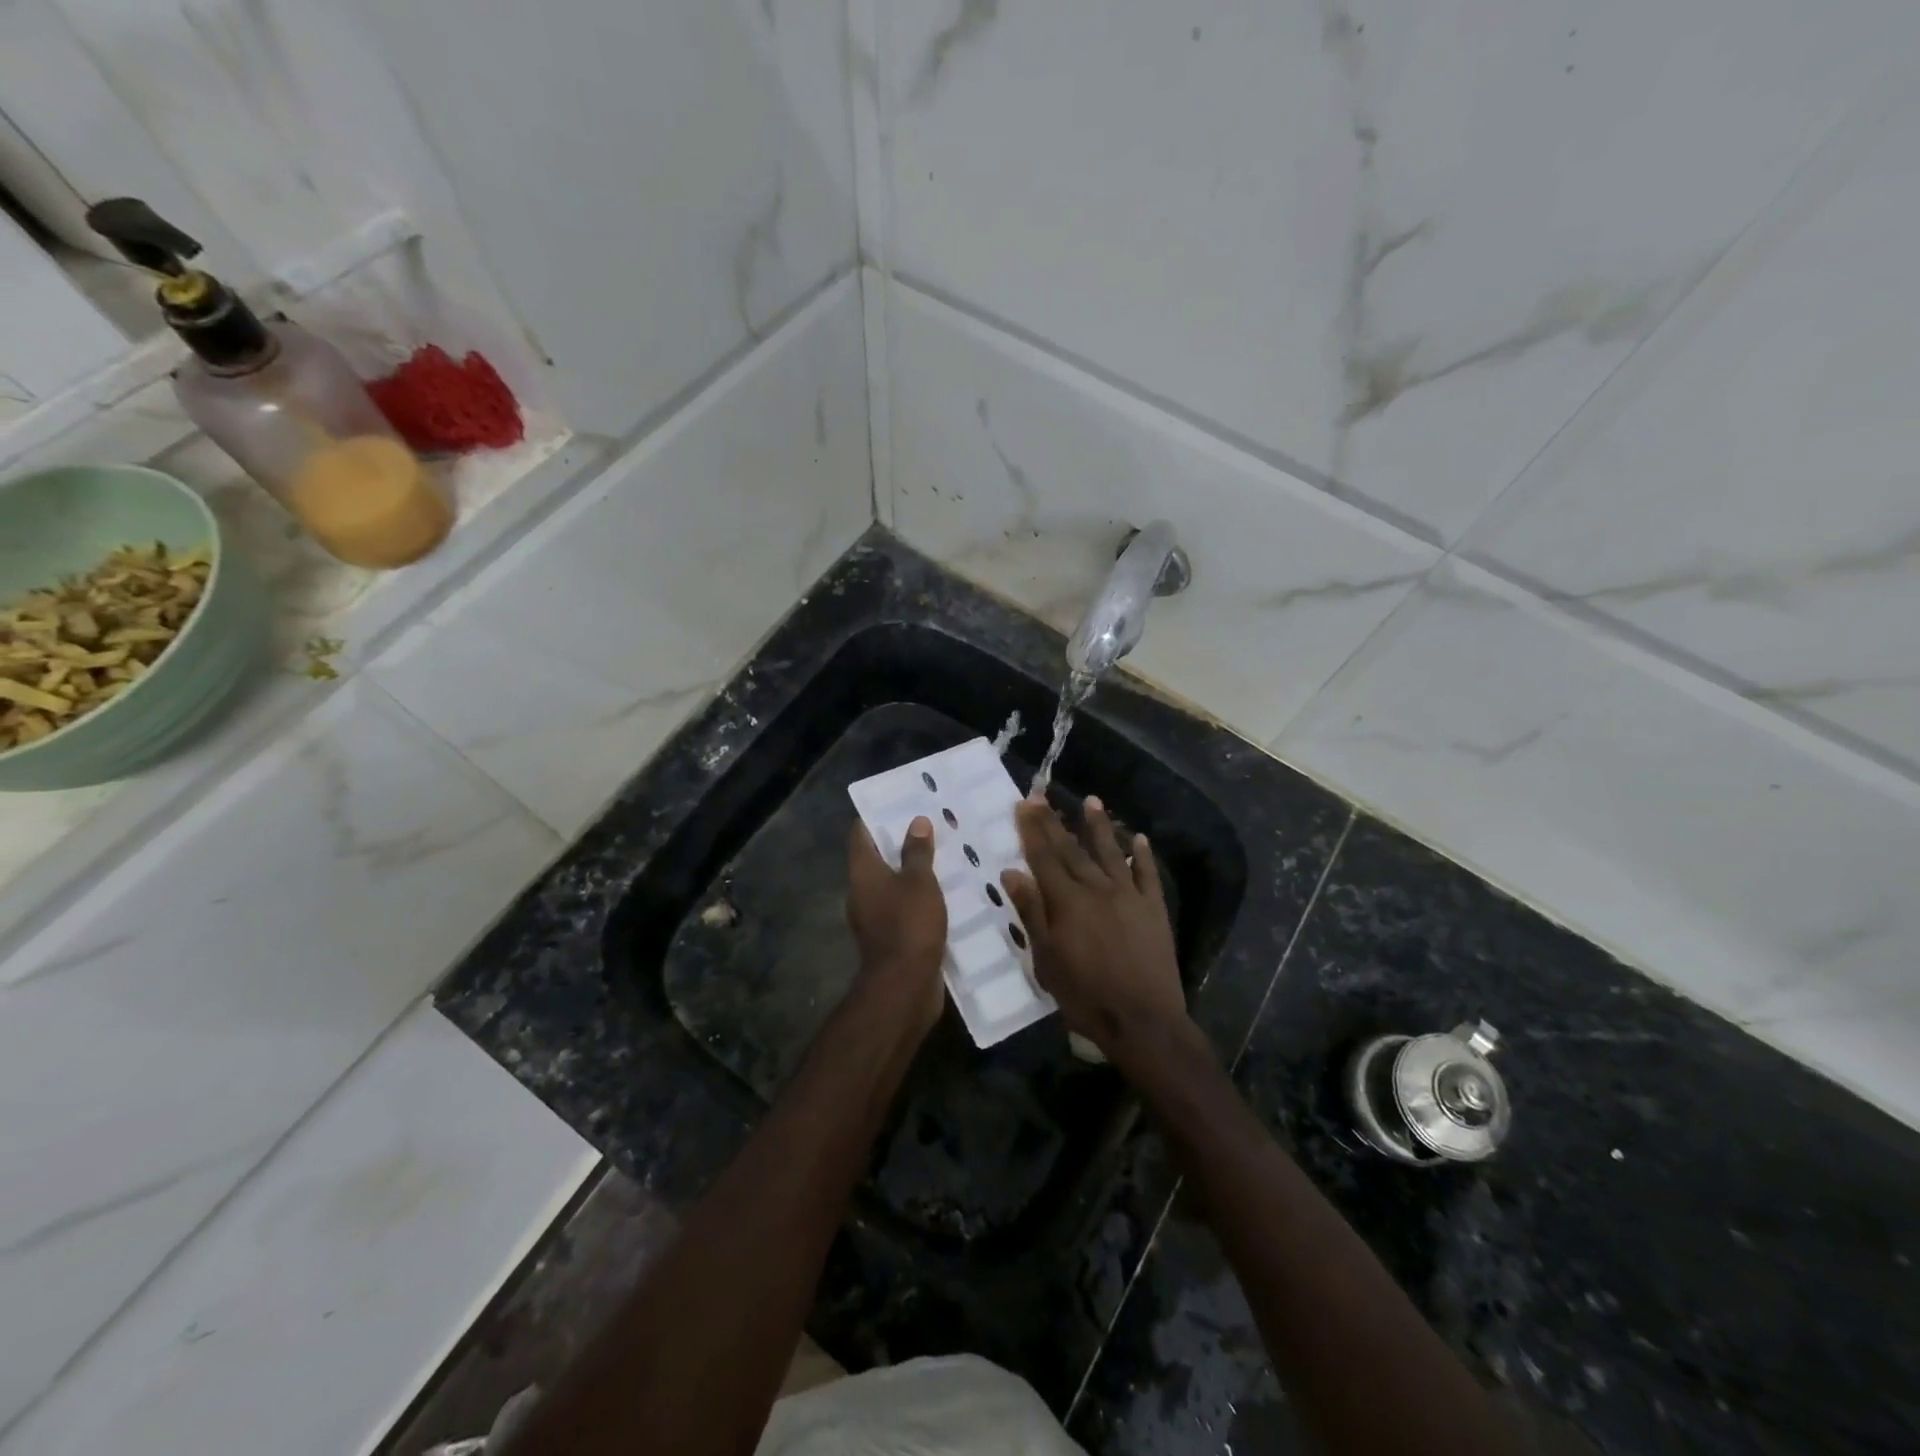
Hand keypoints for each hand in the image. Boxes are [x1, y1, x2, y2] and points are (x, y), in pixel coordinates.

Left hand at [846, 816, 947, 1038]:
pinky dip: (921, 897)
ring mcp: (876, 917)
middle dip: (902, 842)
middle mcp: (863, 892)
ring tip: (945, 854)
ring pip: (894, 884)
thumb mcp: (919, 882)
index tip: (900, 801)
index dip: (877, 816)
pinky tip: (947, 891)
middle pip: (878, 858)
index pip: (861, 834)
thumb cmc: (909, 924)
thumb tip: (916, 821)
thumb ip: (918, 852)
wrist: (904, 986)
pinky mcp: (892, 937)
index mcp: (862, 873)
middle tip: (932, 824)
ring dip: (914, 872)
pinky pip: (906, 908)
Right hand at [1001, 797, 1188, 1060]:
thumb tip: (1011, 873)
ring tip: (1091, 800)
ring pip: (1111, 852)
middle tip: (1042, 796)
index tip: (1023, 804)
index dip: (1032, 830)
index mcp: (1067, 902)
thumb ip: (1031, 913)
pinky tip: (1139, 838)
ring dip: (1099, 826)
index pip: (1044, 857)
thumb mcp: (1046, 960)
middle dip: (1054, 822)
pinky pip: (1147, 874)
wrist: (1143, 1020)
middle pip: (1072, 849)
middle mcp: (1097, 889)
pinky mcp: (1153, 908)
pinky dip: (1143, 855)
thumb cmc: (1085, 995)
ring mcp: (1129, 896)